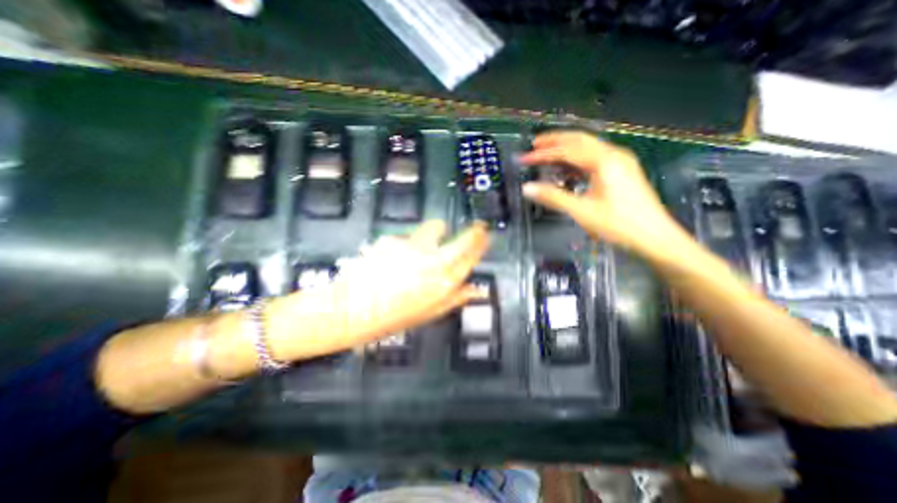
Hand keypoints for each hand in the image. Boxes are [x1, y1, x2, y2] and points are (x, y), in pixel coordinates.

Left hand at [266, 221, 488, 356]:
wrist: (348, 310)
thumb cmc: (390, 318)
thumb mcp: (427, 314)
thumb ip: (454, 299)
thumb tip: (476, 289)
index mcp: (444, 283)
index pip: (471, 256)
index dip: (481, 243)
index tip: (485, 233)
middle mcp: (434, 261)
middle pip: (462, 239)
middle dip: (472, 232)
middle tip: (474, 229)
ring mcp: (413, 247)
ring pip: (433, 229)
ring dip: (434, 235)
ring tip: (421, 248)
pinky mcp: (394, 239)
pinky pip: (407, 236)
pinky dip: (405, 243)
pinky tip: (393, 257)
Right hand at [519, 130, 688, 254]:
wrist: (655, 238)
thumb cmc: (618, 224)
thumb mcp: (581, 211)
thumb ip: (553, 197)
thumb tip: (527, 188)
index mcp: (604, 161)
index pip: (566, 150)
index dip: (543, 153)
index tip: (524, 158)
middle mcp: (613, 155)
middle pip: (579, 140)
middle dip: (555, 140)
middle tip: (535, 144)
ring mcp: (620, 162)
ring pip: (588, 147)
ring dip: (566, 148)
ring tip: (547, 152)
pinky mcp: (623, 171)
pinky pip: (595, 158)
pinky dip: (577, 159)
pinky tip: (568, 168)